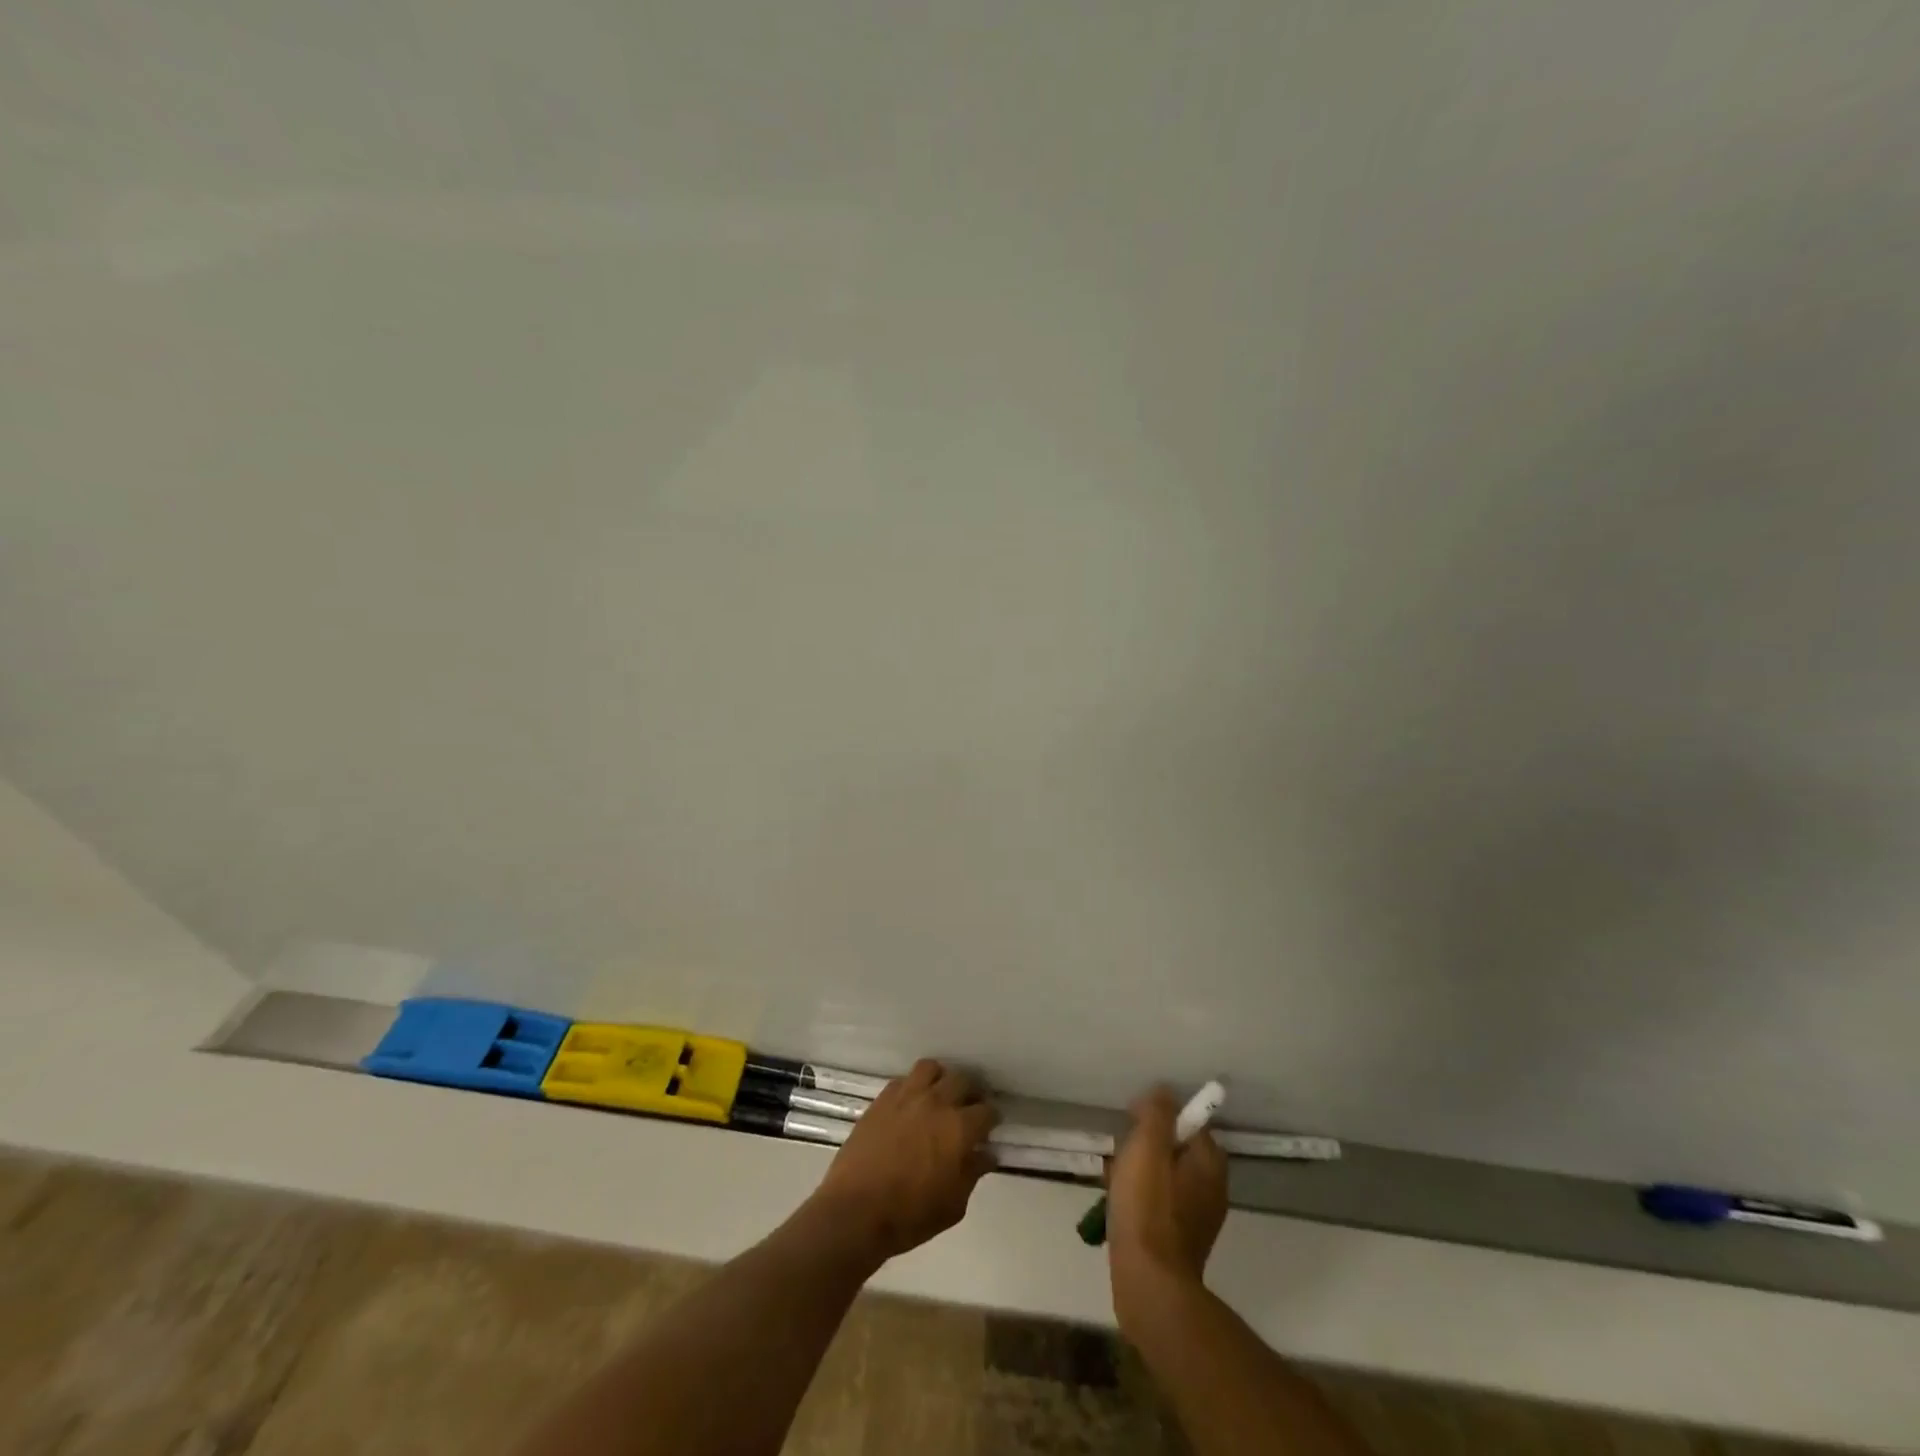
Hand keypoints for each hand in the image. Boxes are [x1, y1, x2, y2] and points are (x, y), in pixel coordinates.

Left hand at [807, 1059, 998, 1264]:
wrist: (855, 1211)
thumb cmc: (910, 1215)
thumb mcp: (953, 1205)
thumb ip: (972, 1173)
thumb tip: (986, 1154)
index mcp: (959, 1128)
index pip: (987, 1110)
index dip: (991, 1119)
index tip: (989, 1128)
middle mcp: (936, 1102)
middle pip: (963, 1079)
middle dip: (971, 1093)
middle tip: (968, 1109)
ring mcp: (907, 1095)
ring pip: (931, 1068)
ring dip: (940, 1080)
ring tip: (939, 1096)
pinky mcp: (882, 1098)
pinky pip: (904, 1079)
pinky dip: (913, 1087)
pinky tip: (911, 1104)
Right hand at [1106, 1087, 1227, 1302]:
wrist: (1149, 1284)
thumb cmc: (1147, 1208)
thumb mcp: (1147, 1147)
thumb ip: (1157, 1113)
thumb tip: (1163, 1091)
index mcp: (1210, 1162)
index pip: (1187, 1121)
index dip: (1156, 1117)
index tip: (1130, 1123)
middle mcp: (1212, 1188)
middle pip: (1173, 1149)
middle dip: (1144, 1148)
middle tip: (1119, 1157)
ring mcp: (1198, 1218)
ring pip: (1163, 1177)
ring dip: (1137, 1173)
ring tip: (1112, 1182)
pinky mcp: (1181, 1242)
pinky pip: (1159, 1205)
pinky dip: (1140, 1200)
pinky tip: (1118, 1208)